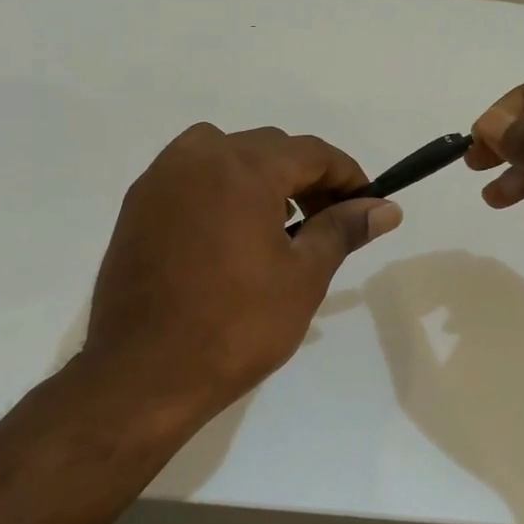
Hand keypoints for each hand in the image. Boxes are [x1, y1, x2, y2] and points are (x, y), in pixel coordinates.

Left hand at [80, 125, 402, 418]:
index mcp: (242, 167)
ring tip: (281, 226)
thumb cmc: (235, 326)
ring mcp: (160, 178)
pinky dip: (223, 190)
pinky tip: (232, 235)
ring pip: (227, 156)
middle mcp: (196, 155)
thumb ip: (343, 230)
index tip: (367, 206)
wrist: (142, 374)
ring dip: (262, 179)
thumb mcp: (303, 277)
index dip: (347, 175)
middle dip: (306, 178)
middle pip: (269, 149)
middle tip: (329, 221)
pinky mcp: (137, 204)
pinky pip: (193, 177)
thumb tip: (385, 209)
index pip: (311, 152)